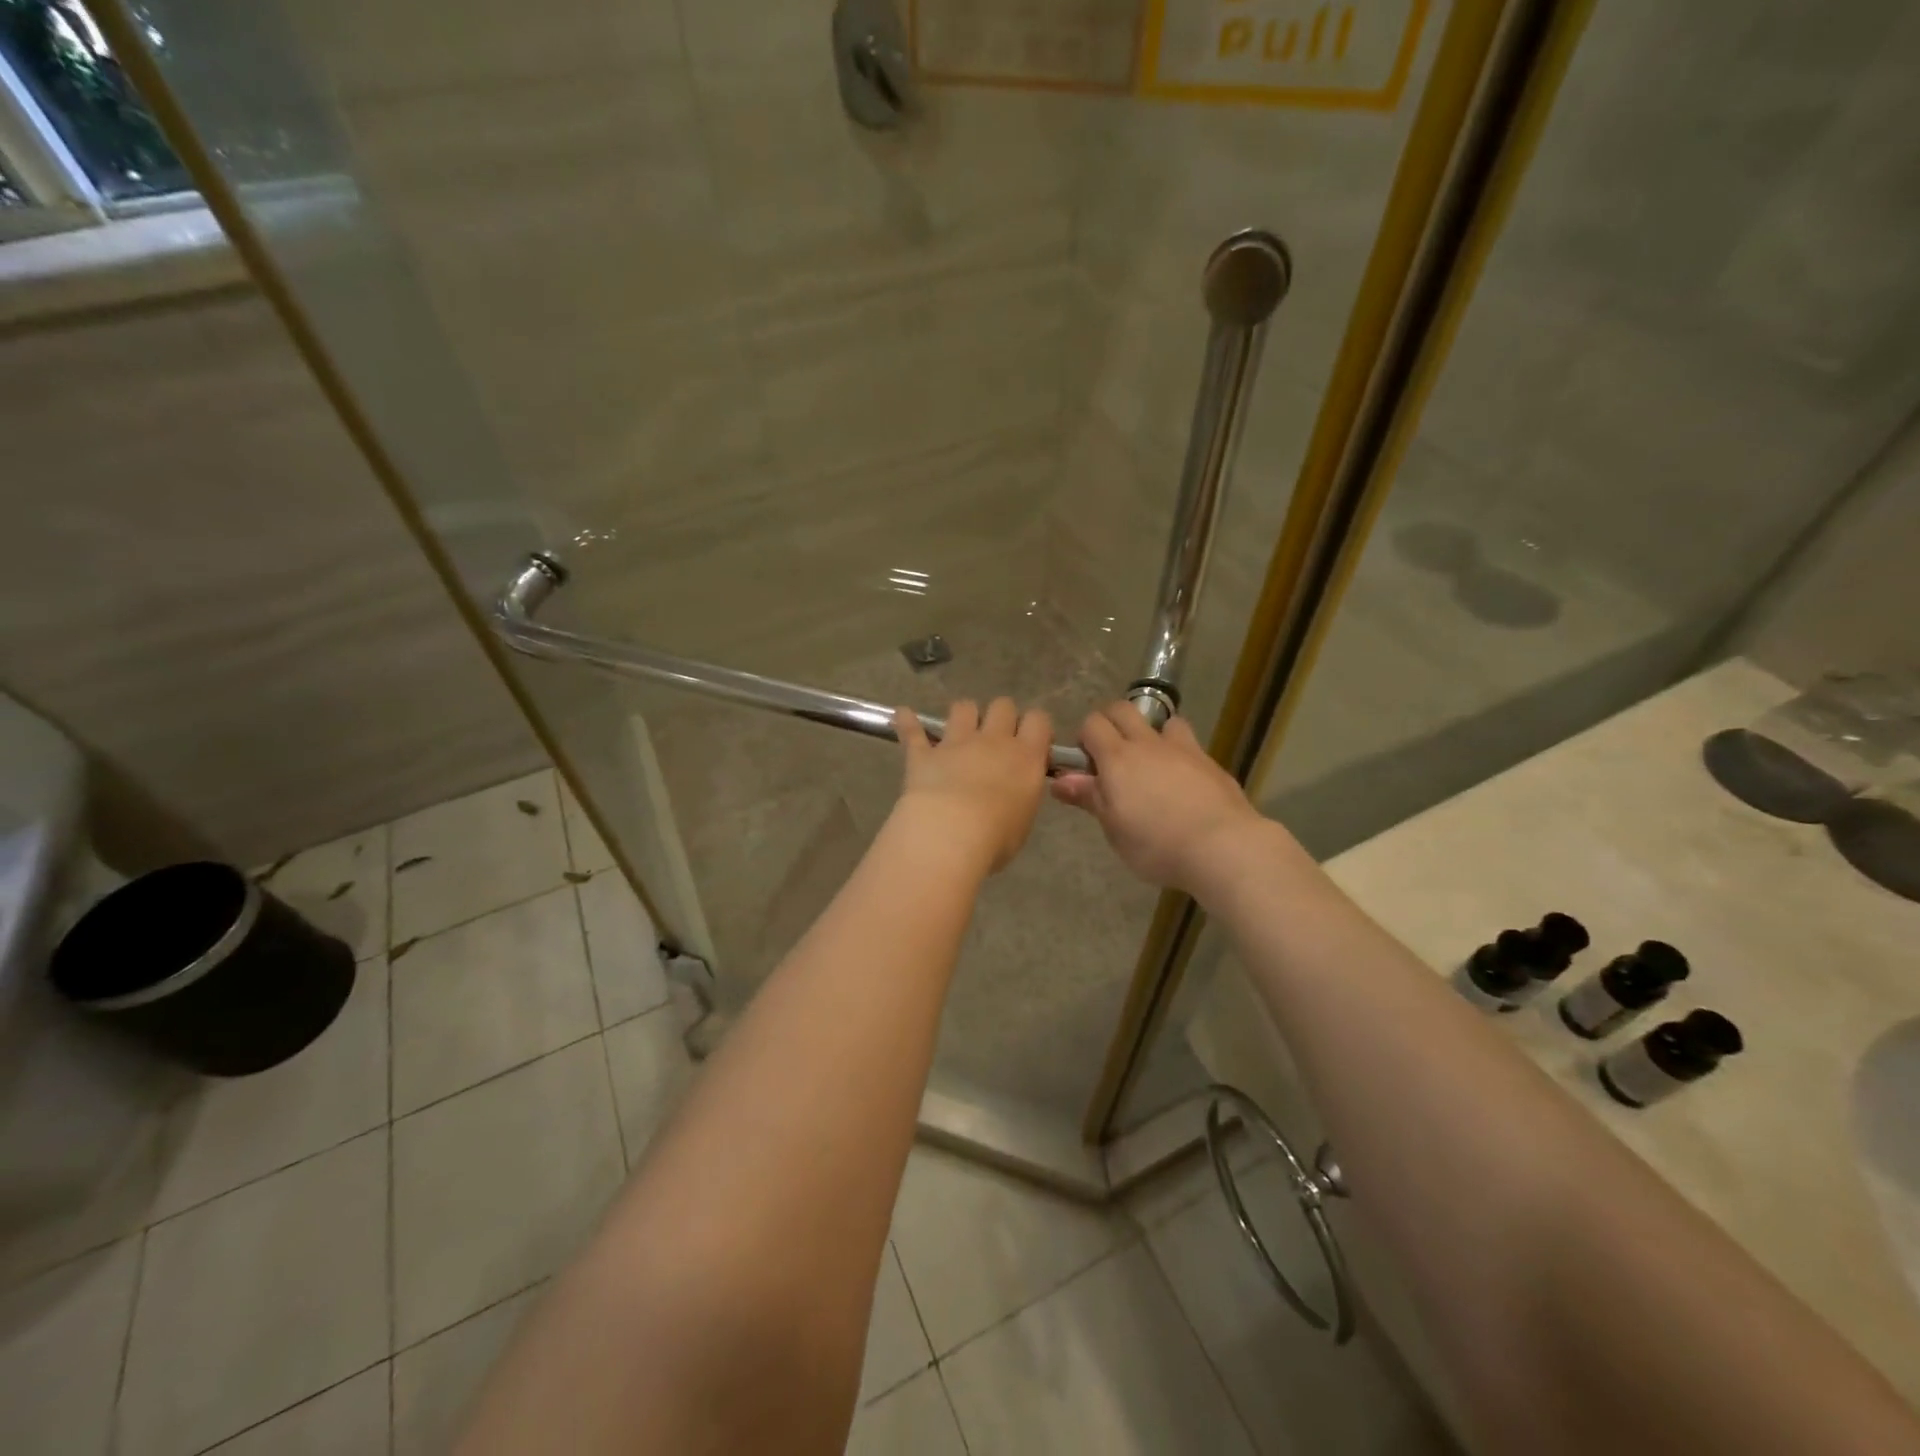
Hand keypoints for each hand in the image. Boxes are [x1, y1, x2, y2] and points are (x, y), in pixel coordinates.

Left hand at [893, 698, 1052, 873]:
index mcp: (1025, 757)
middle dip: (1001, 716)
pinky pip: (913, 730)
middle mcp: (993, 741)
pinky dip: (907, 721)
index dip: (1035, 726)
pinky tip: (903, 715)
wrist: (950, 833)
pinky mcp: (923, 753)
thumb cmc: (996, 837)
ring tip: (960, 730)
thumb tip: (1013, 790)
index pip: (1038, 720)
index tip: (1031, 742)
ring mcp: (956, 743)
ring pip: (963, 707)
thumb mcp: (1023, 819)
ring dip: (963, 715)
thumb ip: (1021, 795)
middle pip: (1002, 706)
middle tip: (997, 738)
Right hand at [1051, 704, 1266, 891]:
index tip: (1086, 766)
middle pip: (1123, 710)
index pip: (1092, 724)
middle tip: (1110, 758)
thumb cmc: (1156, 844)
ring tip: (1151, 764)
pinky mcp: (1210, 762)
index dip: (1084, 739)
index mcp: (1117, 758)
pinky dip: (1178, 754)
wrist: (1222, 847)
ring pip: (1162, 721)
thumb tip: (1060, 779)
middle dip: (1111, 723)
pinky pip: (1188, 744)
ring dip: (1151, 733)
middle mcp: (1148, 744)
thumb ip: (1089, 797)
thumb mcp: (1114, 828)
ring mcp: (1183, 749)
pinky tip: (1182, 783)